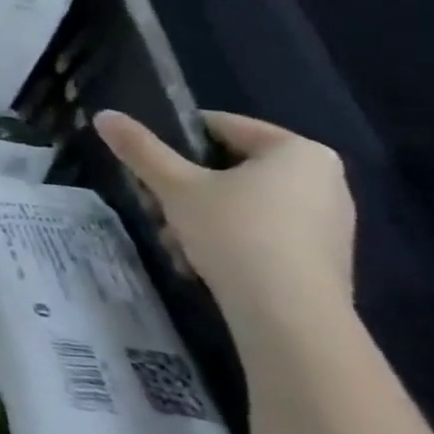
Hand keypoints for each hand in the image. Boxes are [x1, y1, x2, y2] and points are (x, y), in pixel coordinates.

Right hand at [95, 110, 356, 336]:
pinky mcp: (322, 258)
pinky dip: (228, 240)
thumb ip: (140, 149)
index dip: (175, 139)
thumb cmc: (236, 234)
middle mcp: (324, 179)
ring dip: (199, 216)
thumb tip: (104, 115)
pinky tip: (200, 262)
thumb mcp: (175, 186)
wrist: (290, 318)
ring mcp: (328, 221)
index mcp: (298, 151)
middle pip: (230, 168)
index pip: (222, 126)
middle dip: (185, 188)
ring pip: (242, 203)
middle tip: (154, 206)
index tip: (146, 162)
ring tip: (172, 241)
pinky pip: (262, 232)